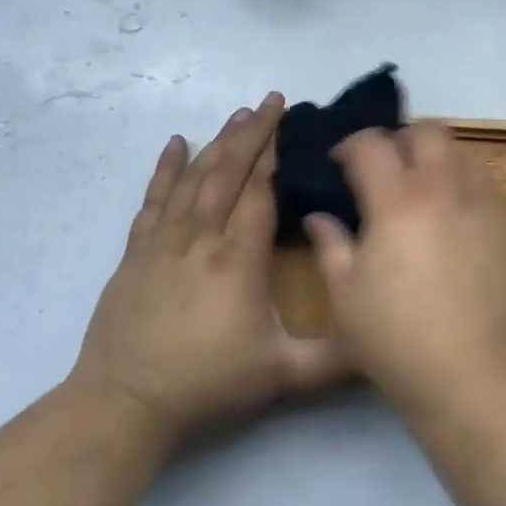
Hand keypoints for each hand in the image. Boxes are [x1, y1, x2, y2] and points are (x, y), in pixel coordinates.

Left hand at [70, 93, 348, 443]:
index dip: (276, 156)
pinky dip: (166, 168)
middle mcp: (201, 238)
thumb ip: (335, 357)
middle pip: (228, 172)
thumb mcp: (281, 375)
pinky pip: (154, 199)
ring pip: (195, 178)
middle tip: (273, 101)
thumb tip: (381, 338)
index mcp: (237, 259)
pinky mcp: (137, 251)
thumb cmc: (206, 384)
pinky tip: (176, 143)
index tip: (292, 125)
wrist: (124, 403)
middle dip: (253, 133)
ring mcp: (164, 241)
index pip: (259, 192)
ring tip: (240, 114)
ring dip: (219, 142)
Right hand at [304, 122, 505, 417]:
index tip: (341, 164)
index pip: (372, 144)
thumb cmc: (399, 339)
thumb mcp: (347, 296)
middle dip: (400, 140)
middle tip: (384, 170)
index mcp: (398, 200)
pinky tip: (452, 221)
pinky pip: (485, 185)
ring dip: (436, 159)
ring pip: (462, 153)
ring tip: (421, 191)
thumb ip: (331, 246)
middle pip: (426, 132)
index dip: (350, 146)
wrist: (479, 374)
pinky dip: (463, 186)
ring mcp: (484, 204)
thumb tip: (320, 217)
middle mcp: (445, 188)